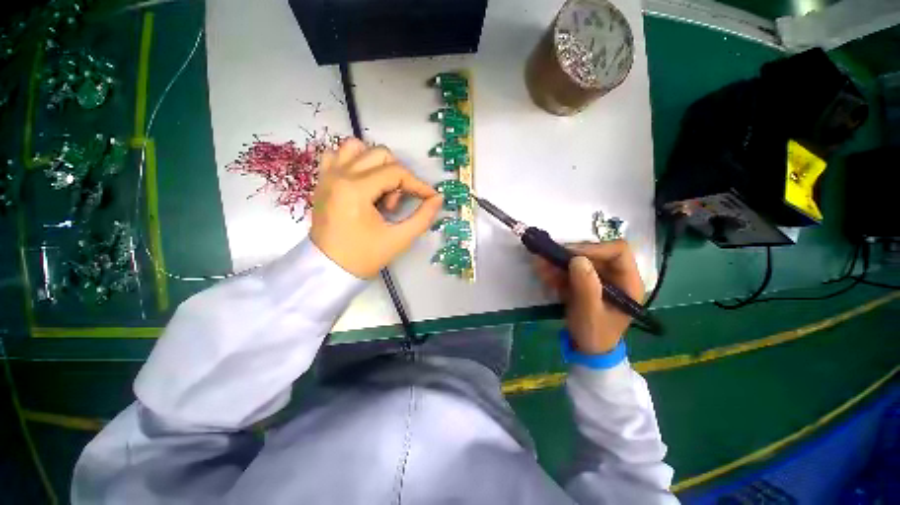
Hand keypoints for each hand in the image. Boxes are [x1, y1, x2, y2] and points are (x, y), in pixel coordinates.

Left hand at [310, 139, 443, 277]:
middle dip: (397, 177)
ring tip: (378, 191)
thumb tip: (437, 199)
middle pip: (380, 155)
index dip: (418, 184)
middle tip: (394, 205)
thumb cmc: (364, 256)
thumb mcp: (399, 239)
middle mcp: (339, 174)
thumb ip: (423, 217)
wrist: (329, 269)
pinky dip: (355, 162)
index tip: (430, 197)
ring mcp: (327, 175)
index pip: (396, 173)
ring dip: (376, 165)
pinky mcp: (322, 180)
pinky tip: (362, 183)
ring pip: (357, 148)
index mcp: (355, 189)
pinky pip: (338, 155)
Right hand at [534, 241, 644, 354]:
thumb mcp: (590, 313)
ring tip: (540, 266)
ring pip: (579, 260)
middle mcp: (615, 275)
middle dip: (569, 255)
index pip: (618, 251)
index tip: (570, 254)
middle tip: (548, 258)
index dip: (594, 248)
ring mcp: (599, 278)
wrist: (587, 349)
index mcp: (628, 282)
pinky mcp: (585, 282)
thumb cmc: (595, 334)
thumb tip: (578, 259)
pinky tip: (543, 274)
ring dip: (558, 262)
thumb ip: (586, 287)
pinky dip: (556, 270)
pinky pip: (570, 269)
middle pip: (595, 253)